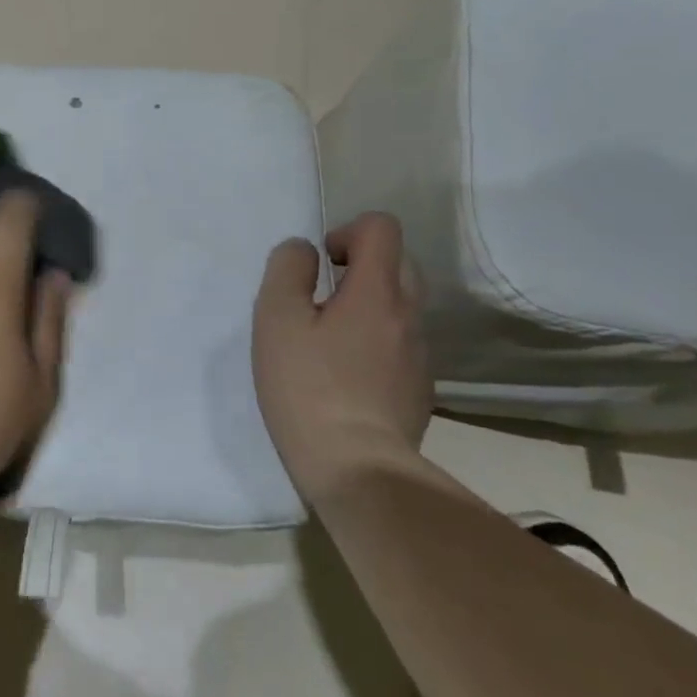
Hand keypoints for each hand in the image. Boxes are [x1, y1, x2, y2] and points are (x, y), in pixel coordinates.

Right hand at [253, 212, 434, 502]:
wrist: (357, 468)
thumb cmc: (308, 387)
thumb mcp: (276, 319)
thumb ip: (288, 270)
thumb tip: (304, 251)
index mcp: (378, 291)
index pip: (383, 228)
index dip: (348, 230)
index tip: (321, 264)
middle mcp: (409, 314)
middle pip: (399, 262)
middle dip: (361, 265)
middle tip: (321, 297)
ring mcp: (419, 354)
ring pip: (402, 305)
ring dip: (368, 305)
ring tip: (329, 340)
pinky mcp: (419, 388)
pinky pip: (400, 343)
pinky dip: (376, 342)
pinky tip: (346, 375)